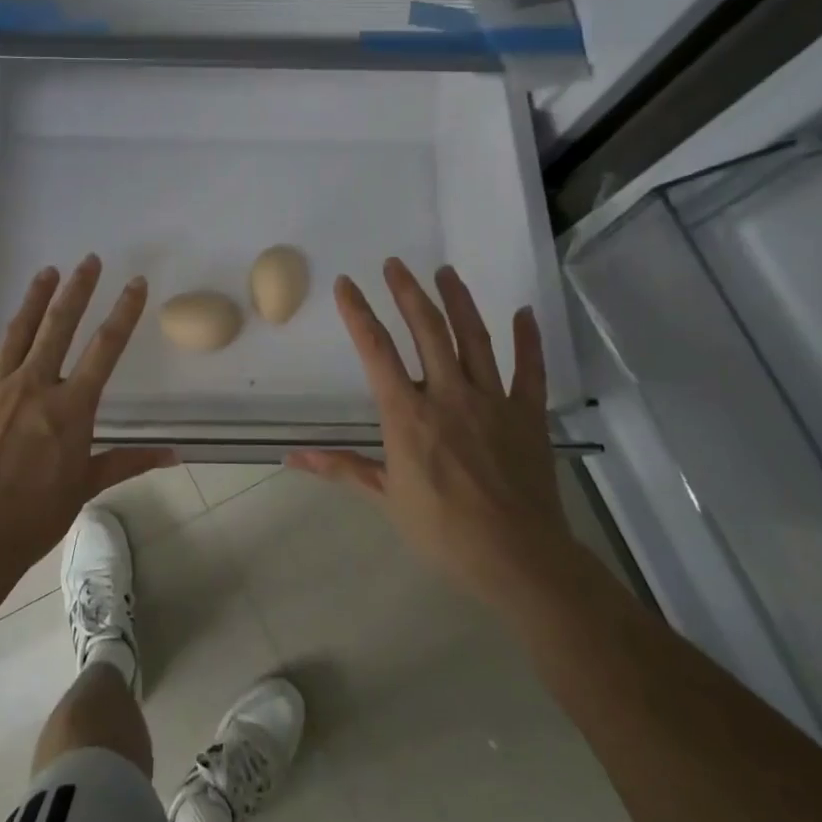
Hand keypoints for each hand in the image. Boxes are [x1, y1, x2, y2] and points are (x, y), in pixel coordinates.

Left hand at [0, 255, 175, 579]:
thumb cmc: (34, 517)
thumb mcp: (86, 487)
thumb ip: (128, 462)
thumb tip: (176, 455)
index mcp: (70, 407)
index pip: (106, 349)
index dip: (124, 312)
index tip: (135, 283)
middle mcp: (33, 386)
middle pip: (59, 326)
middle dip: (77, 290)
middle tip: (89, 260)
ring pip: (15, 333)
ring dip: (32, 300)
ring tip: (46, 272)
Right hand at [287, 259, 565, 595]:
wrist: (516, 556)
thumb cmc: (443, 530)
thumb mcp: (385, 498)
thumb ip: (342, 468)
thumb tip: (292, 458)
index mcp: (408, 414)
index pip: (376, 351)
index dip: (358, 313)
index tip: (347, 284)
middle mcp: (448, 394)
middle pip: (427, 330)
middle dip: (408, 293)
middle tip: (396, 265)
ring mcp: (492, 400)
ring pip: (474, 338)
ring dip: (458, 301)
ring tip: (446, 272)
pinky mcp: (527, 413)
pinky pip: (529, 369)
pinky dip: (528, 340)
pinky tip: (524, 313)